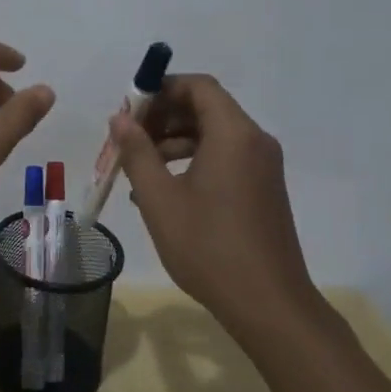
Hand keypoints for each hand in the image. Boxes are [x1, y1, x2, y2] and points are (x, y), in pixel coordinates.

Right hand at [109, 74, 318, 329]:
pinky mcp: (264, 189)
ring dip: (175, 140)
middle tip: (129, 138)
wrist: (269, 305)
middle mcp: (254, 141)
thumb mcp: (160, 199)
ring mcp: (263, 166)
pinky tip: (165, 189)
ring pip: (214, 134)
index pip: (198, 86)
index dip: (161, 89)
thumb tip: (120, 118)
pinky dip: (194, 160)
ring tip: (140, 167)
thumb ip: (137, 152)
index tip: (130, 110)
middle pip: (206, 107)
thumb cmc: (209, 247)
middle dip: (164, 116)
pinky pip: (226, 157)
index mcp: (233, 134)